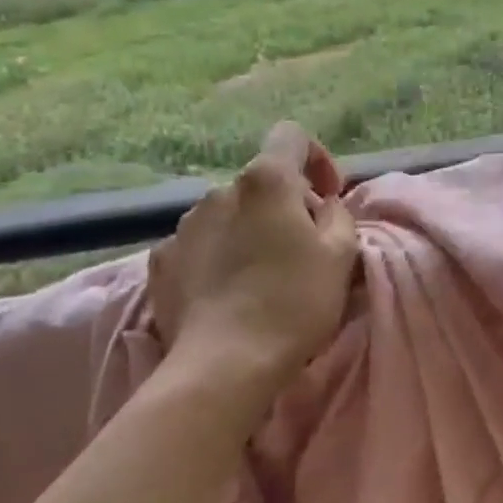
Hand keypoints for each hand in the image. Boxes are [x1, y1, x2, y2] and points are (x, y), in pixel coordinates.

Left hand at [148, 122, 358, 408]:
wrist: (223, 366)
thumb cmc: (295, 302)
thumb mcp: (341, 254)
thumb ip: (337, 214)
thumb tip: (320, 205)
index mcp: (266, 181)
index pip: (291, 136)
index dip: (317, 158)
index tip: (328, 198)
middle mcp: (219, 191)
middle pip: (262, 182)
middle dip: (285, 205)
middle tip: (303, 248)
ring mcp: (183, 226)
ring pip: (229, 213)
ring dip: (250, 230)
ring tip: (263, 274)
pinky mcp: (161, 262)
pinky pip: (199, 244)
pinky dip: (218, 256)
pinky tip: (229, 292)